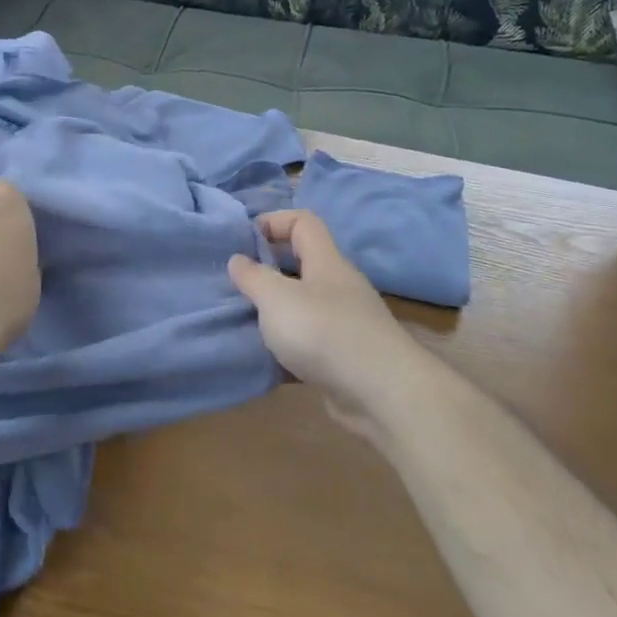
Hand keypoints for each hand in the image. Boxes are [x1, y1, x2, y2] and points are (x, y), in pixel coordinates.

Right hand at [228, 210, 421, 412]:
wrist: (381, 394)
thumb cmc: (323, 332)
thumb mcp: (277, 298)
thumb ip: (254, 277)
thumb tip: (238, 260)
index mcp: (326, 262)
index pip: (303, 223)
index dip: (273, 222)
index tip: (242, 240)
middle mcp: (339, 287)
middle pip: (302, 265)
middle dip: (268, 271)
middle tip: (235, 285)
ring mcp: (346, 324)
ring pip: (304, 307)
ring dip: (275, 313)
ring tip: (243, 323)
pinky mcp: (345, 358)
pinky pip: (310, 344)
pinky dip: (288, 350)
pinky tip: (266, 361)